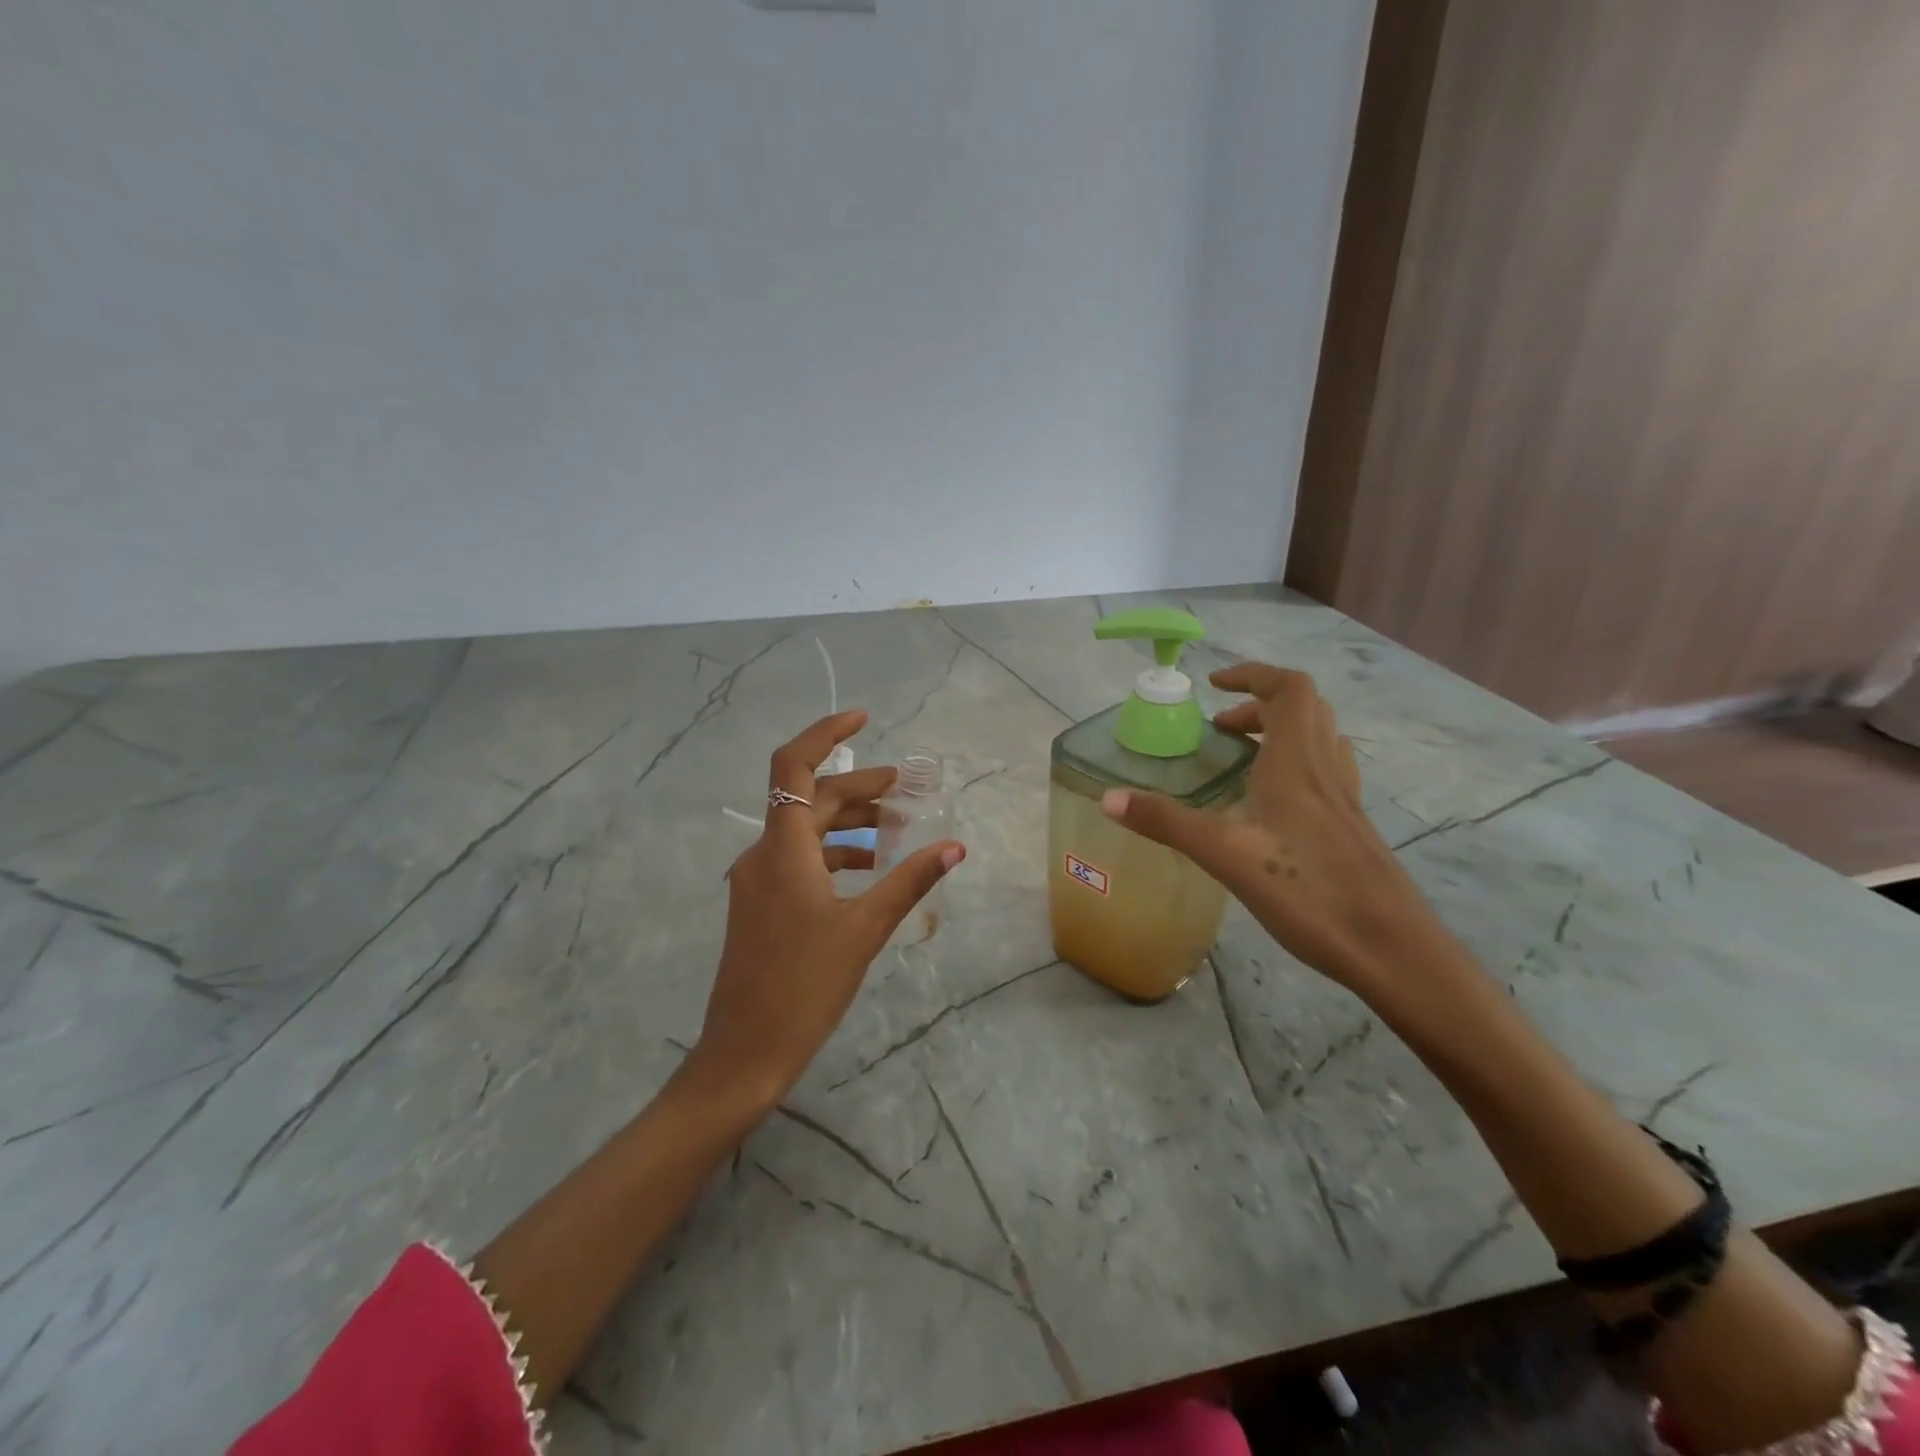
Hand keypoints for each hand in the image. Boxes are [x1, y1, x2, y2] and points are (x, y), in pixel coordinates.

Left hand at [688, 710, 965, 1110]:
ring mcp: (757, 880)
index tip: (863, 719)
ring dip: (849, 823)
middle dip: (858, 789)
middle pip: (810, 800)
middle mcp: (763, 854)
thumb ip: (909, 881)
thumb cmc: (805, 986)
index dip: (825, 734)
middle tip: (905, 790)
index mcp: (783, 849)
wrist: (745, 1051)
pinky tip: (867, 870)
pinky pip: (799, 860)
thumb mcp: (865, 928)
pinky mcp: (760, 904)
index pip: (794, 767)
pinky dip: (834, 854)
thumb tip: (955, 847)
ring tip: (895, 830)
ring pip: (806, 831)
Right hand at [1099, 663, 1444, 991]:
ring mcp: (1345, 799)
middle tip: (1220, 729)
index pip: (1288, 689)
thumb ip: (1167, 822)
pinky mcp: (1352, 827)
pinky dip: (1296, 764)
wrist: (1392, 950)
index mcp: (1297, 763)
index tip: (1214, 686)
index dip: (1252, 675)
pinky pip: (1325, 771)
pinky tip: (1273, 804)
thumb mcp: (1225, 855)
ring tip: (1243, 757)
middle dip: (1259, 704)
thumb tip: (1108, 798)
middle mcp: (1325, 770)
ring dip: (1281, 731)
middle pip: (1305, 709)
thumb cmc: (1308, 893)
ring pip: (1320, 739)